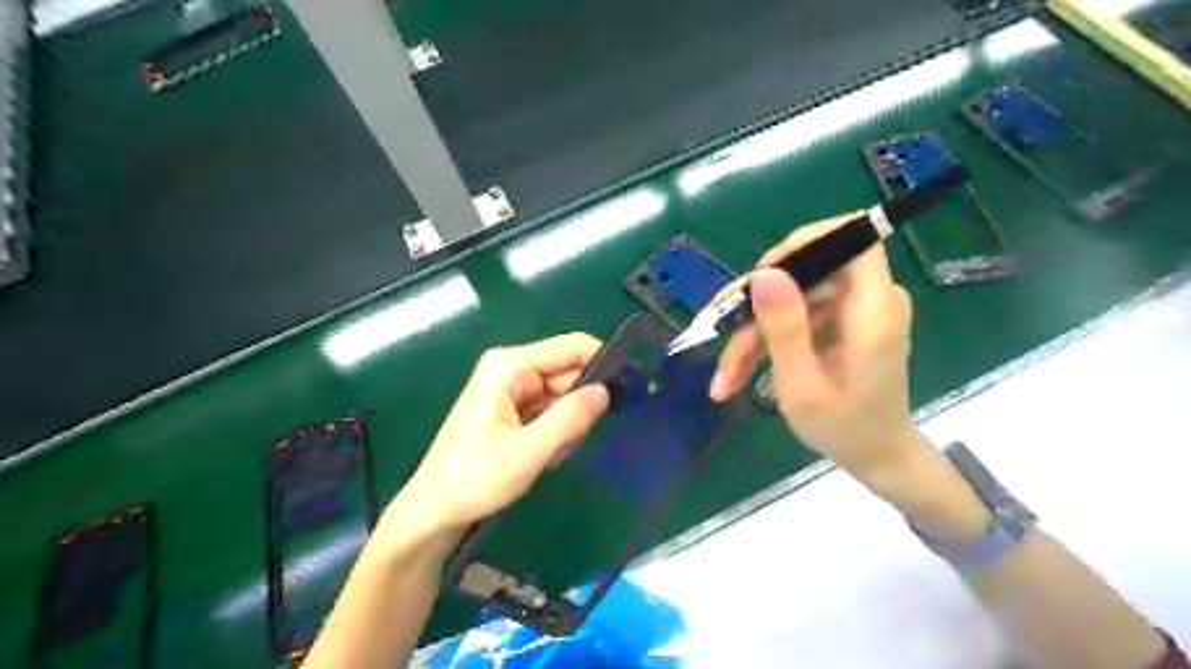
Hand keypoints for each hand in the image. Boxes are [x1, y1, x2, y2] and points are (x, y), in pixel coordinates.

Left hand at [393, 332, 608, 540]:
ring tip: (556, 453)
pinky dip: (554, 429)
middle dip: (581, 401)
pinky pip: (546, 408)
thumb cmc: (476, 478)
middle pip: (565, 370)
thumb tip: (606, 391)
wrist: (433, 511)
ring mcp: (508, 388)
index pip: (570, 347)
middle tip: (581, 437)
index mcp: (510, 365)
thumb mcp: (529, 451)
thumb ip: (570, 418)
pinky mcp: (508, 407)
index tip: (630, 387)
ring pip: (559, 392)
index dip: (602, 361)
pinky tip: (546, 454)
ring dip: (567, 420)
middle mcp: (510, 368)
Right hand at [705, 217, 919, 482]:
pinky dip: (766, 342)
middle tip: (716, 333)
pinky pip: (796, 316)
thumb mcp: (803, 387)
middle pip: (805, 274)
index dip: (806, 243)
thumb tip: (763, 273)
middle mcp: (869, 301)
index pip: (853, 239)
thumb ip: (785, 329)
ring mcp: (853, 312)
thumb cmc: (845, 430)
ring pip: (791, 299)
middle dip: (756, 306)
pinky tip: (738, 373)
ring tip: (724, 377)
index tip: (762, 273)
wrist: (877, 458)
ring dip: (752, 334)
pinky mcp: (841, 323)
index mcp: (874, 311)